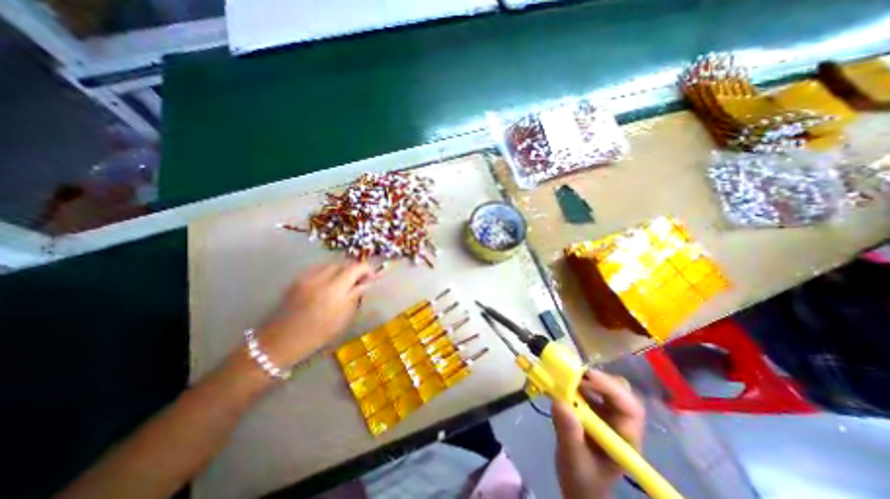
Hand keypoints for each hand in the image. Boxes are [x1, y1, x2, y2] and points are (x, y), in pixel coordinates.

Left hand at [253, 261, 374, 366]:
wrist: (280, 341)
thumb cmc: (317, 334)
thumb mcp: (343, 317)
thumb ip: (355, 295)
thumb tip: (366, 283)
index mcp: (335, 289)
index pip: (357, 267)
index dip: (367, 269)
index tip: (372, 278)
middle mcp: (321, 277)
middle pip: (344, 263)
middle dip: (355, 269)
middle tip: (360, 281)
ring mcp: (307, 276)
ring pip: (331, 264)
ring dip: (342, 270)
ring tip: (345, 283)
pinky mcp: (298, 279)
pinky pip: (319, 268)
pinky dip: (329, 272)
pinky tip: (329, 284)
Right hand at [555, 370, 643, 498]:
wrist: (578, 485)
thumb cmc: (581, 479)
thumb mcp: (574, 460)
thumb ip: (569, 434)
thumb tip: (559, 402)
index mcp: (626, 438)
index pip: (630, 408)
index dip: (611, 388)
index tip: (587, 377)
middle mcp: (620, 421)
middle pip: (618, 391)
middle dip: (596, 379)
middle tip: (572, 374)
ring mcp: (607, 413)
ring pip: (603, 386)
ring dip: (584, 379)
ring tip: (563, 378)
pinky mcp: (593, 408)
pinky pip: (588, 389)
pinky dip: (575, 383)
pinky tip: (561, 385)